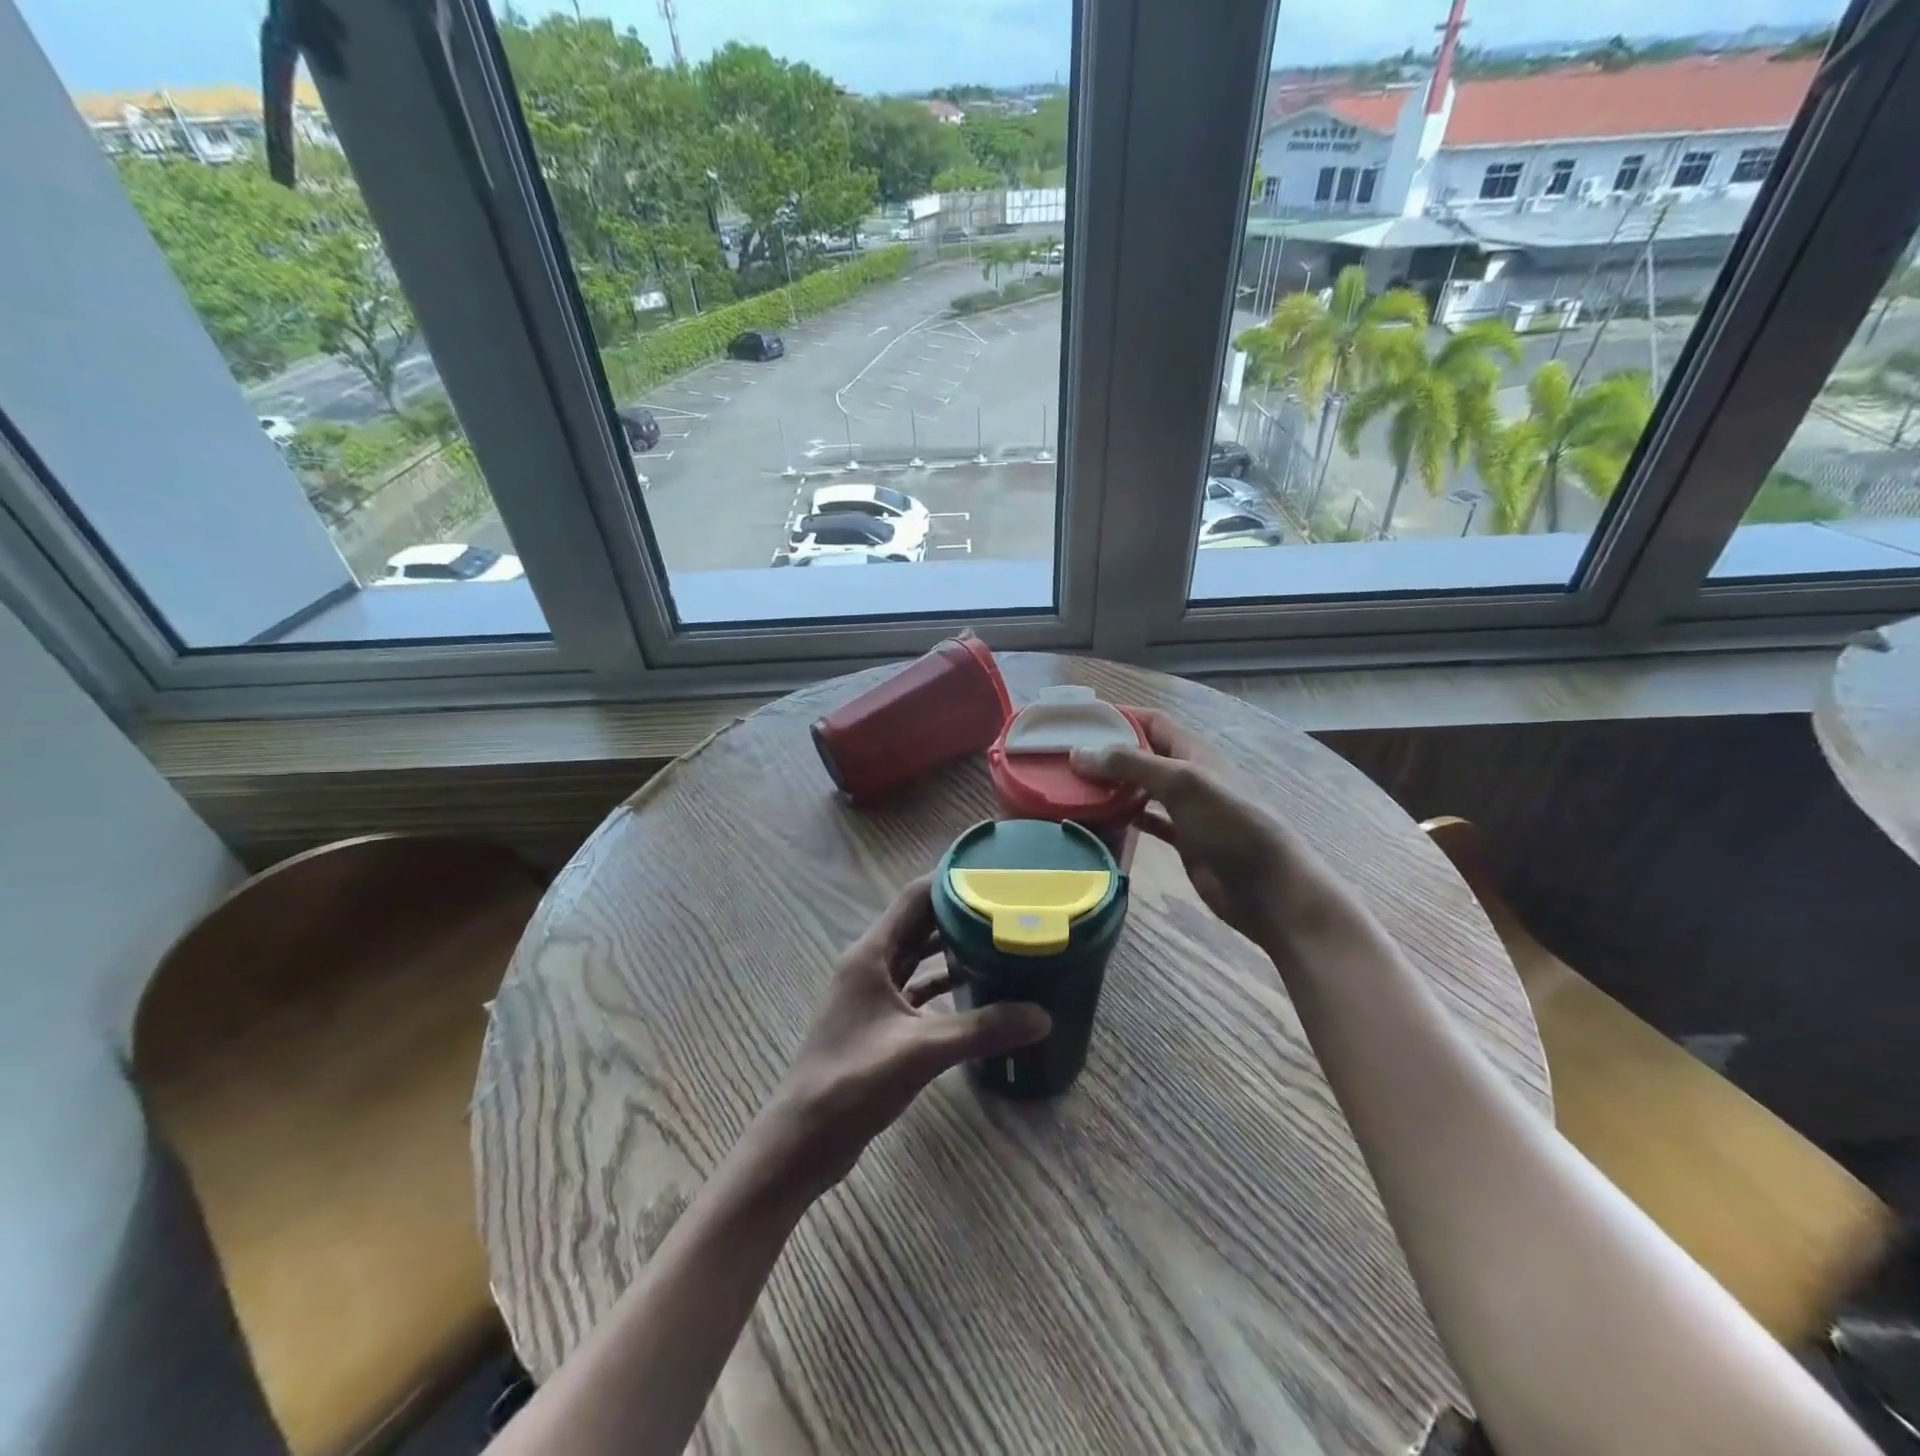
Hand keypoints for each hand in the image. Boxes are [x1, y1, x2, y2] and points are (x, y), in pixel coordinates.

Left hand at [759, 878, 1049, 1196]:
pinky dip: (941, 984)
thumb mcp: (922, 1051)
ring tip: (997, 944)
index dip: (951, 881)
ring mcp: (871, 993)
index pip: (915, 897)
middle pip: (918, 924)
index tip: (993, 876)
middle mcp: (869, 963)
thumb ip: (982, 1030)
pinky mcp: (876, 1020)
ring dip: (950, 949)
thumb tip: (1042, 1016)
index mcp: (871, 953)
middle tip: (1006, 910)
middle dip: (958, 914)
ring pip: (916, 956)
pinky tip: (974, 991)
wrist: (804, 1139)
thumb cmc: (854, 1081)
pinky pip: (914, 988)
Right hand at [1071, 708, 1308, 945]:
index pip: (1152, 722)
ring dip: (1112, 786)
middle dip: (1108, 753)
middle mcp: (1188, 776)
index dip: (1119, 716)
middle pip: (1142, 755)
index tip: (1080, 720)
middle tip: (1065, 758)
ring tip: (1072, 787)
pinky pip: (1146, 821)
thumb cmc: (1230, 826)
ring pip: (1141, 789)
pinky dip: (1123, 818)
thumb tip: (1079, 752)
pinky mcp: (1183, 840)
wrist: (1268, 888)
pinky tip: (1097, 821)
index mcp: (1194, 752)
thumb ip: (1132, 765)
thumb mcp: (1182, 784)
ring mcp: (1186, 810)